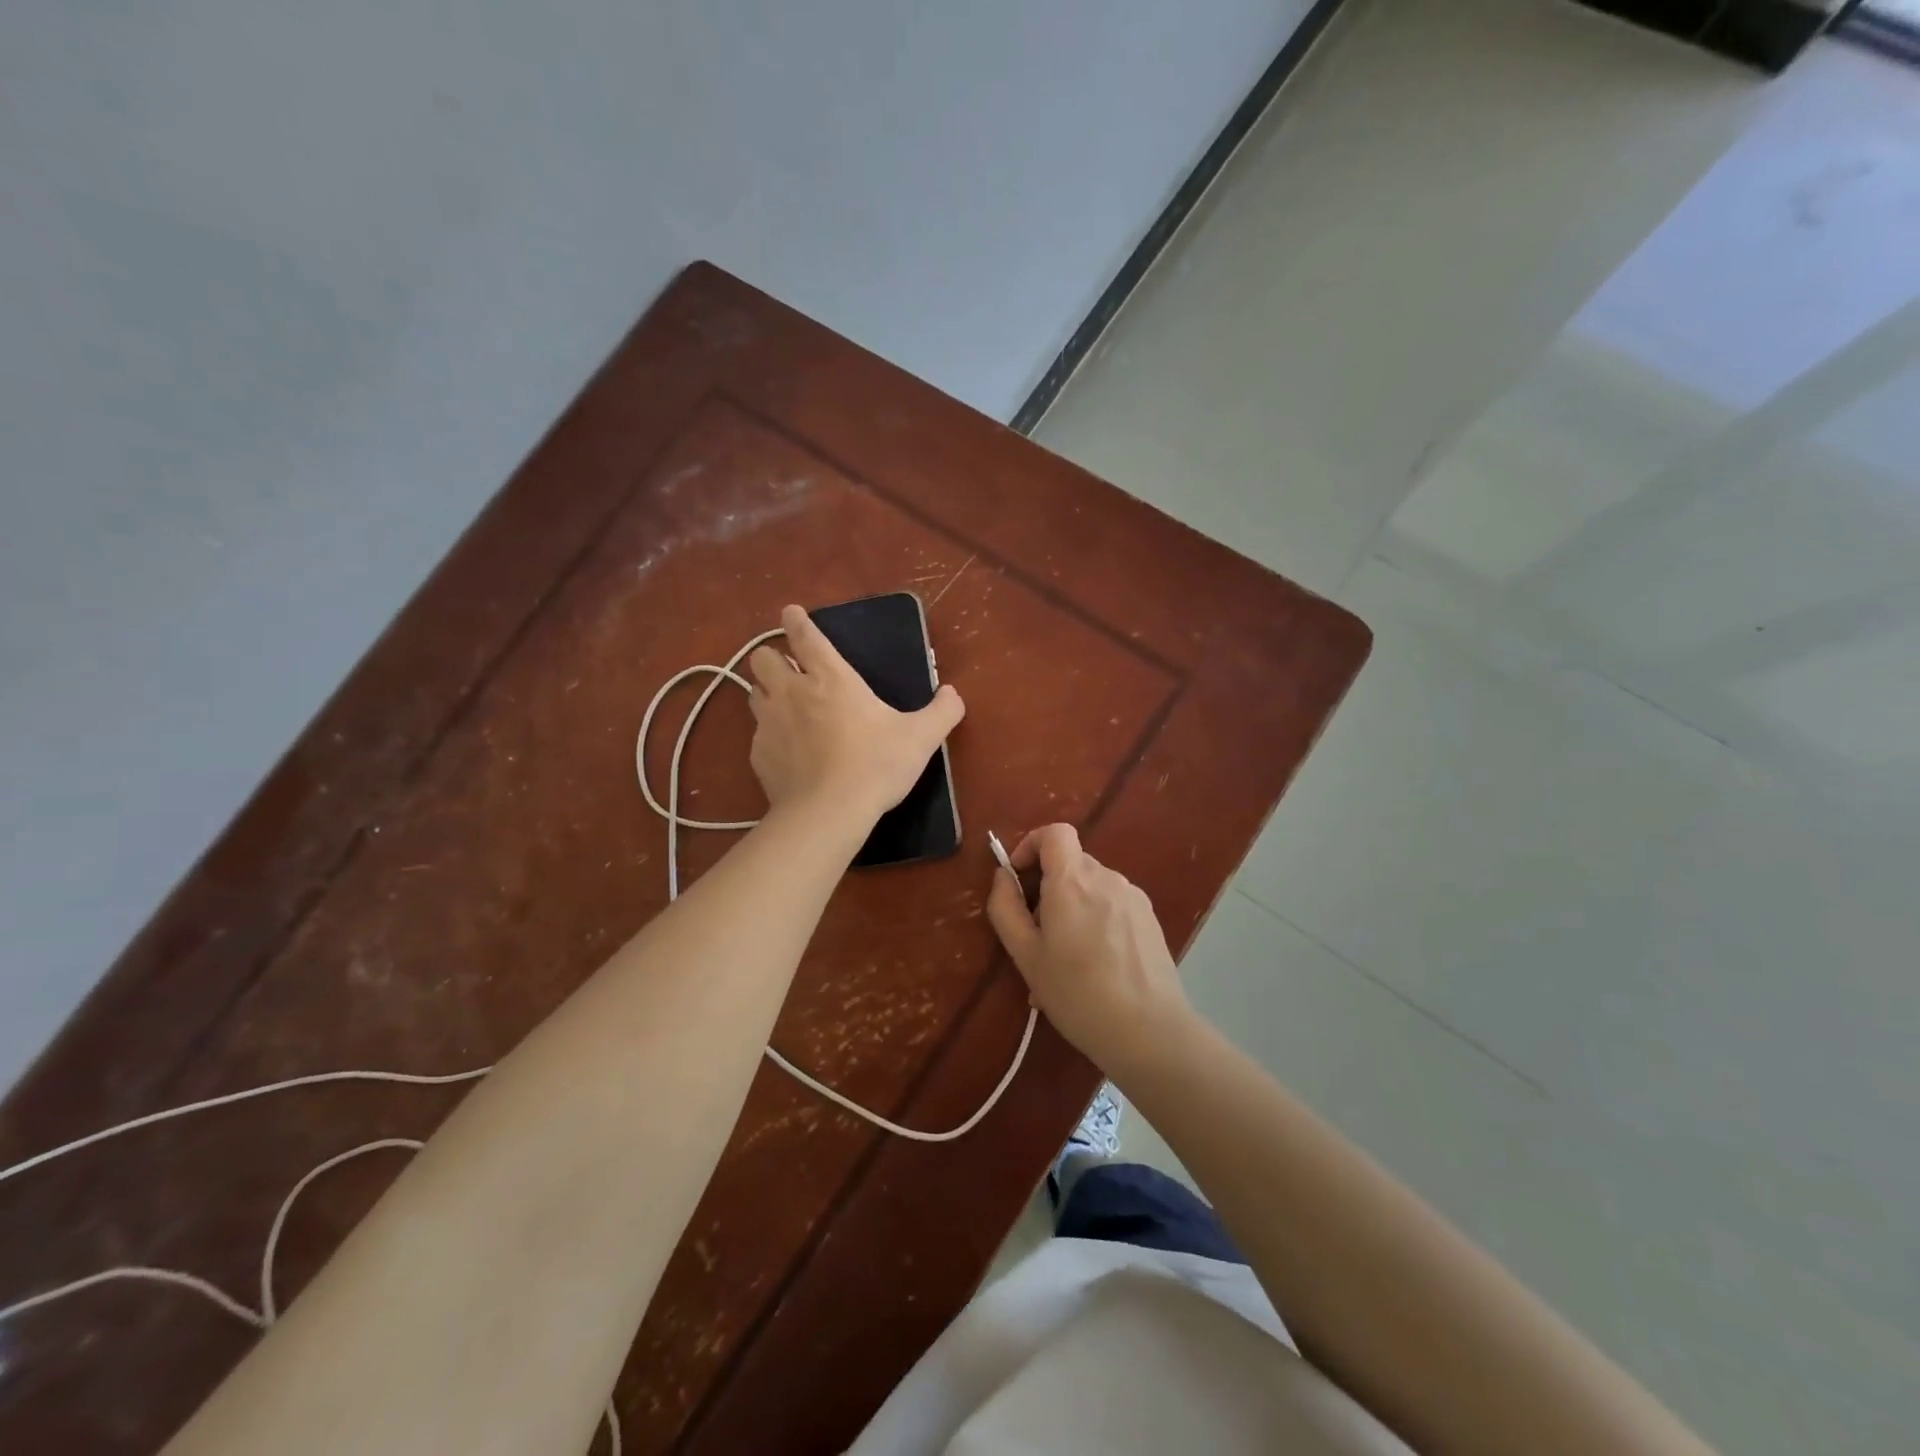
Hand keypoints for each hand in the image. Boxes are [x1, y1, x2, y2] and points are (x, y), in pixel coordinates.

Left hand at [747, 604, 964, 826]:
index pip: (805, 636)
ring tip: (785, 709)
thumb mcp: (921, 738)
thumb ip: (943, 711)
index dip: (796, 620)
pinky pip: (757, 735)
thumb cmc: (876, 765)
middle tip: (789, 671)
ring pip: (753, 693)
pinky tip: (788, 754)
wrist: (829, 813)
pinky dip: (770, 737)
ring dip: (767, 694)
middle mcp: (792, 692)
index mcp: (831, 678)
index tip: (791, 613)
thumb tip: (953, 694)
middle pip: (762, 658)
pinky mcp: (758, 755)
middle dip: (772, 658)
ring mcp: (769, 723)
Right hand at [987, 823, 1189, 1079]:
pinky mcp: (1149, 918)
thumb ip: (1006, 908)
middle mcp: (1106, 877)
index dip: (1031, 844)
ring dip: (1072, 908)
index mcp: (1072, 880)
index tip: (1019, 878)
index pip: (1054, 832)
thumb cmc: (1077, 993)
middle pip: (1070, 863)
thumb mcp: (1026, 955)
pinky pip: (1112, 905)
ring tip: (1064, 961)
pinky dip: (1095, 920)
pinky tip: (1095, 967)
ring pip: (1091, 887)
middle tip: (1036, 936)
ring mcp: (1132, 896)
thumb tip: (1003, 876)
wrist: (1149, 1031)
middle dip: (1048, 887)